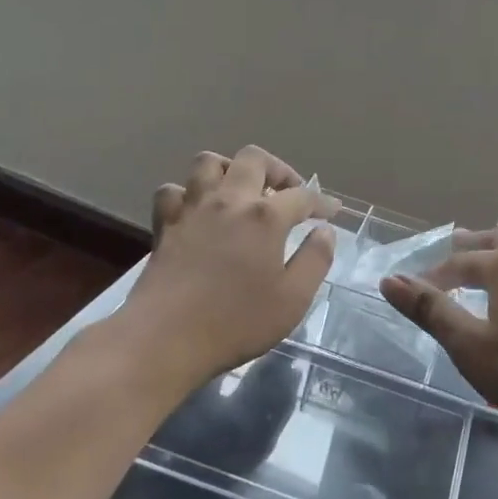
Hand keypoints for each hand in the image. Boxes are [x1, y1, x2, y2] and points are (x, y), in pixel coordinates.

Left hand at [119, 147, 337, 390]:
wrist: (165, 339)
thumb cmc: (236, 322)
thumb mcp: (293, 299)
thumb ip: (315, 260)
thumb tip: (324, 231)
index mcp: (265, 216)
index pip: (302, 196)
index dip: (321, 201)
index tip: (332, 211)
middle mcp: (229, 200)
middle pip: (254, 159)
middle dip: (277, 169)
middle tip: (287, 192)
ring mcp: (193, 208)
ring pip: (209, 162)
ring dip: (230, 169)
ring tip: (241, 191)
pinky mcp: (165, 224)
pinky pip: (173, 191)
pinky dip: (188, 194)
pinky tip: (198, 211)